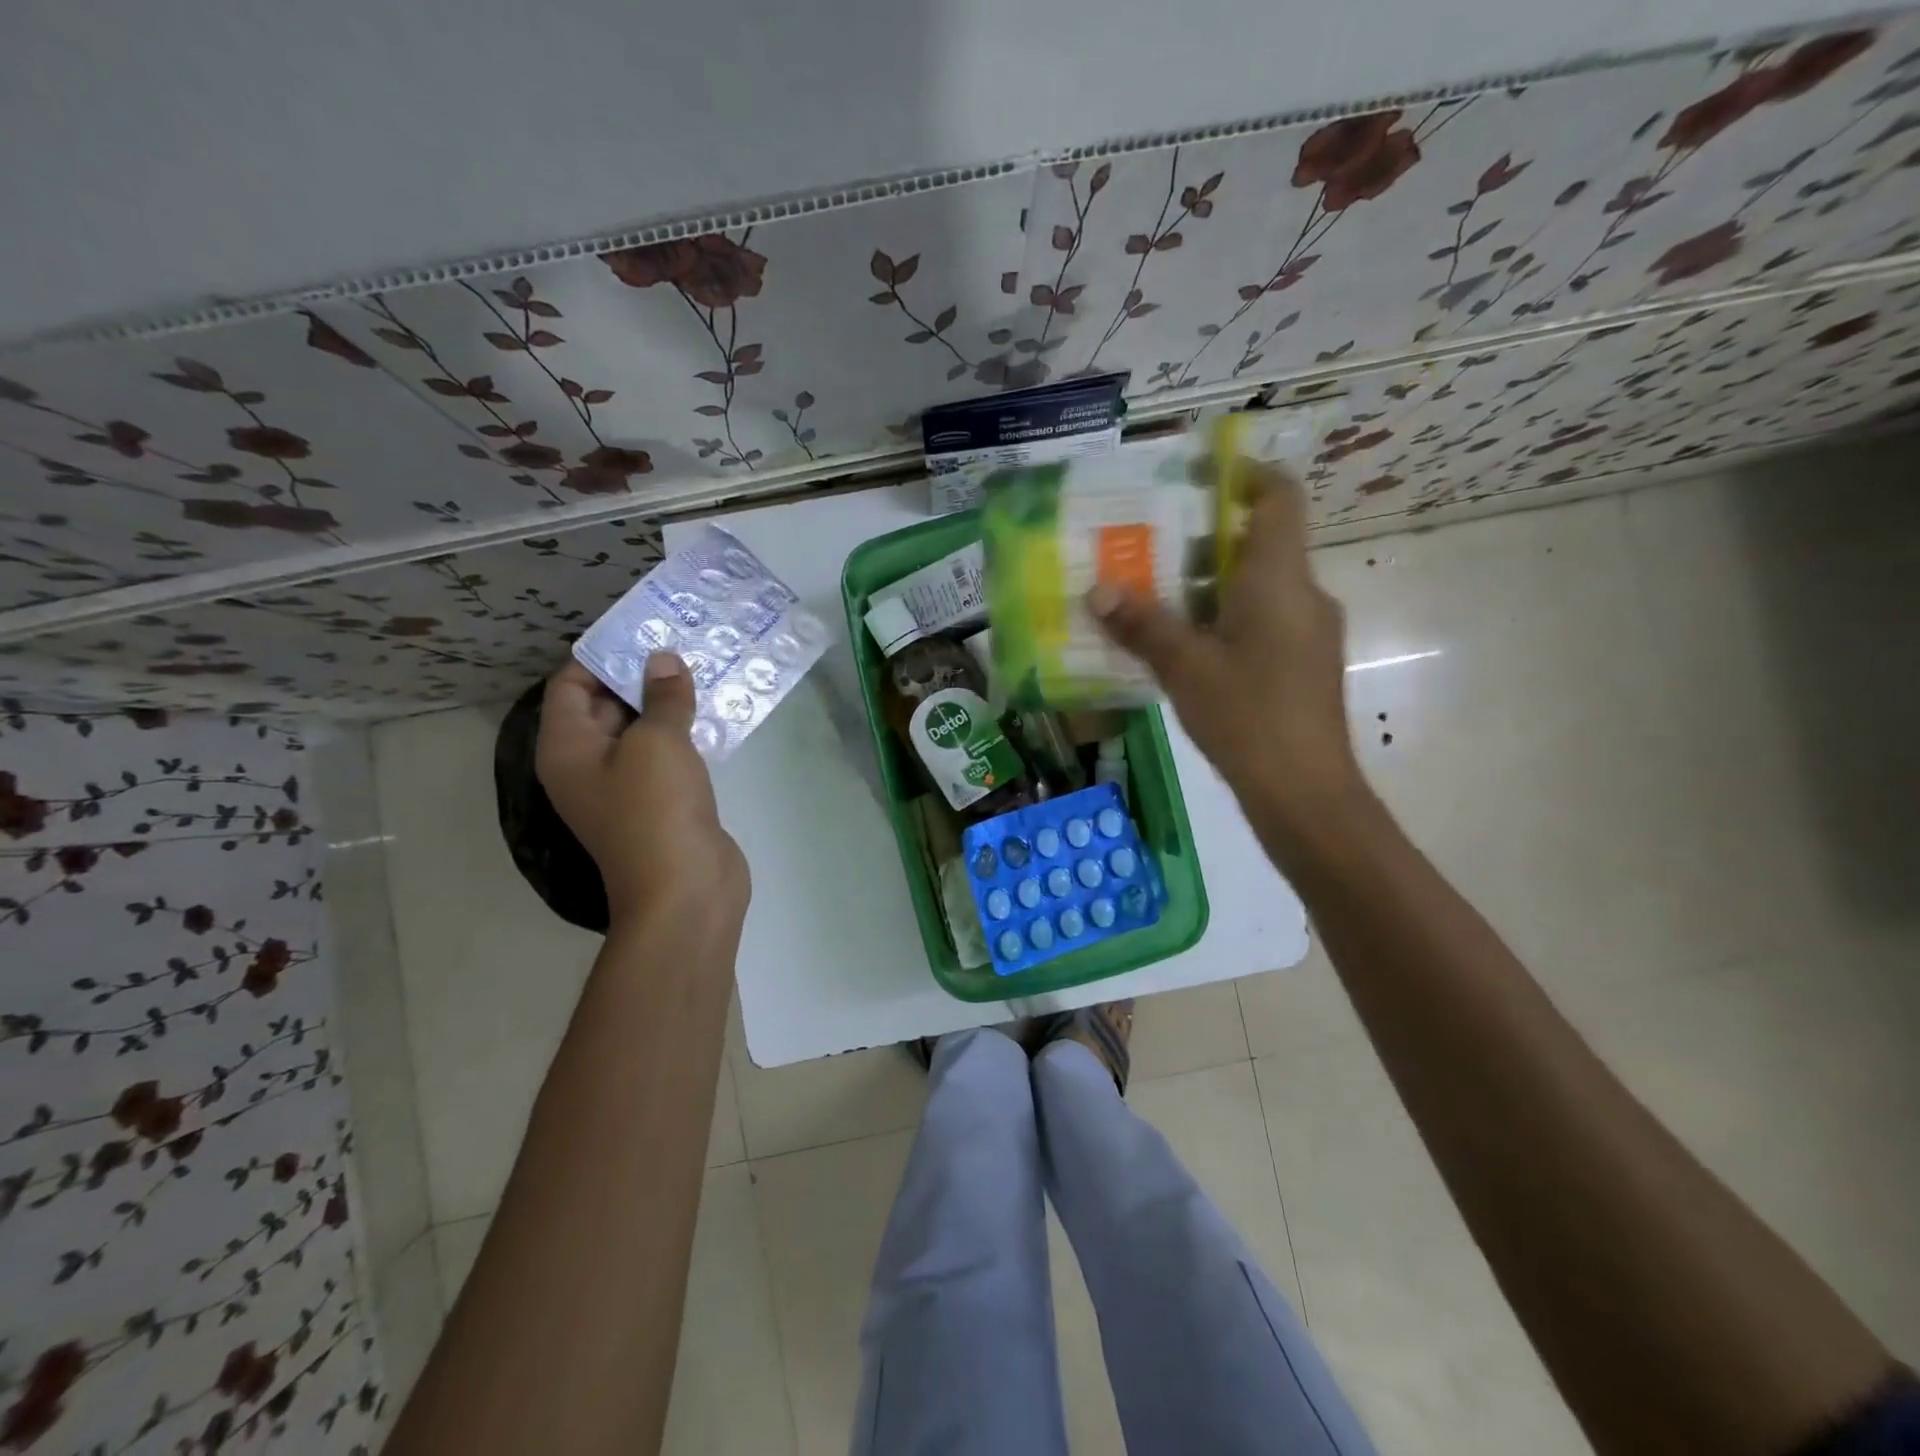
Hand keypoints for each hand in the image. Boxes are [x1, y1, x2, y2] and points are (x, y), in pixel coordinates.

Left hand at [535, 655, 748, 936]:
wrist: (685, 890)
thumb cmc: (656, 809)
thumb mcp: (657, 741)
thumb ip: (662, 696)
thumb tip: (664, 660)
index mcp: (567, 747)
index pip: (569, 684)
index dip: (600, 653)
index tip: (641, 628)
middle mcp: (588, 762)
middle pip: (605, 703)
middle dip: (640, 672)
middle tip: (680, 640)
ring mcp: (626, 784)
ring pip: (642, 728)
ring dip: (667, 701)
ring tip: (703, 665)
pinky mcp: (662, 799)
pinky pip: (667, 753)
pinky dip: (685, 730)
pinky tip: (716, 708)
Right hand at [1088, 460, 1365, 832]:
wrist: (1305, 792)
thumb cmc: (1248, 716)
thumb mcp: (1185, 668)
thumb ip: (1142, 625)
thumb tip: (1097, 591)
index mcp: (1280, 578)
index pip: (1279, 497)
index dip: (1245, 475)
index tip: (1198, 478)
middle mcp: (1303, 594)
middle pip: (1257, 544)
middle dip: (1201, 543)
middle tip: (1145, 551)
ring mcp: (1308, 633)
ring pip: (1256, 588)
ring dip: (1207, 588)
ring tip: (1152, 602)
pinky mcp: (1304, 666)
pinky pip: (1261, 622)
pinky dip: (1223, 621)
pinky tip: (1184, 651)